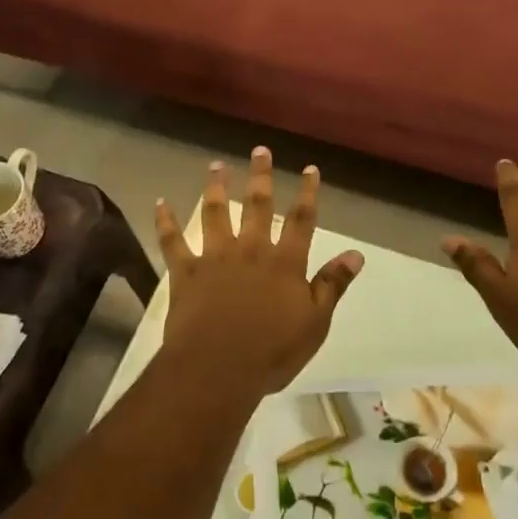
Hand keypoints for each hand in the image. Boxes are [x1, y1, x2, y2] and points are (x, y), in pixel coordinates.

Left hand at [155, 147, 364, 398]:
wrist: (217, 368)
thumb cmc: (272, 351)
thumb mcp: (315, 322)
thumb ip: (332, 284)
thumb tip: (356, 253)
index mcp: (284, 262)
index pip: (301, 220)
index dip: (307, 193)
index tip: (309, 168)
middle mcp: (250, 249)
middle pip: (257, 205)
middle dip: (260, 176)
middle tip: (260, 150)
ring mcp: (215, 257)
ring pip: (215, 212)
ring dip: (216, 187)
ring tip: (216, 165)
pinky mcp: (185, 271)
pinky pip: (173, 240)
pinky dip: (166, 221)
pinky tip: (161, 202)